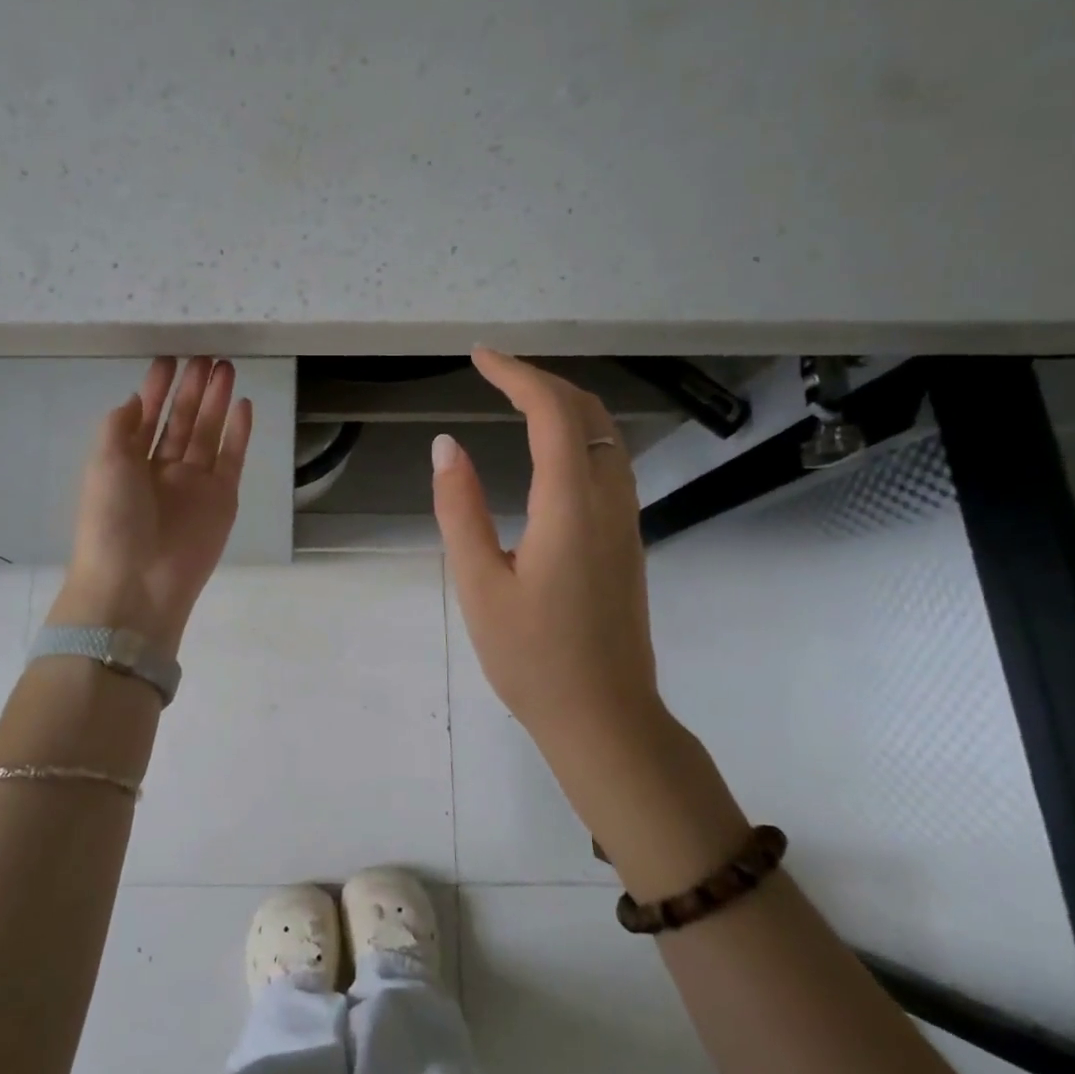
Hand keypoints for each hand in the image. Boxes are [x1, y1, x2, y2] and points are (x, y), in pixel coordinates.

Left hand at [47, 357, 252, 655]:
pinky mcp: (222, 499)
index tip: (169, 359)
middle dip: (192, 389)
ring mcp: (194, 484)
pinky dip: (238, 433)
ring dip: (216, 402)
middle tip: (206, 357)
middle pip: (181, 421)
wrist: (138, 582)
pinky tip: (243, 405)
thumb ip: (119, 427)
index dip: (157, 387)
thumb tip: (136, 401)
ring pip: (208, 433)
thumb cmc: (112, 519)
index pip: (146, 416)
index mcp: (128, 462)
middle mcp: (162, 469)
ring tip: (226, 368)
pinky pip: (232, 458)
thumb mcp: (103, 463)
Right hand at [432, 350, 671, 802]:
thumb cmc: (532, 656)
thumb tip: (447, 446)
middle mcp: (609, 500)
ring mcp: (626, 520)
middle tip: (495, 372)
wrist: (604, 716)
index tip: (480, 357)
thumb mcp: (478, 584)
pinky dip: (578, 433)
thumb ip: (460, 508)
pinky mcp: (627, 539)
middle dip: (542, 379)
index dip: (517, 375)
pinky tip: (549, 450)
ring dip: (565, 403)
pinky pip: (609, 461)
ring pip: (606, 434)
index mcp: (570, 507)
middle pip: (588, 412)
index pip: (552, 413)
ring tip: (517, 398)